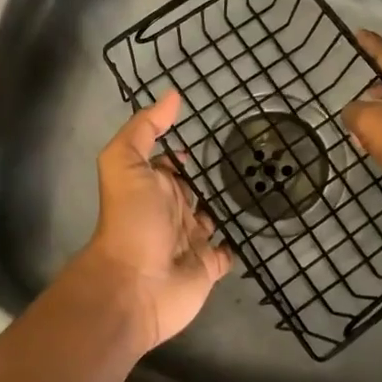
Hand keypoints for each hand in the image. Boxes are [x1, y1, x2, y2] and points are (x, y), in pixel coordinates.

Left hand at [58, 89, 233, 355]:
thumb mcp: (125, 163)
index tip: (204, 134)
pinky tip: (255, 226)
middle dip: (206, 176)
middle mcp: (170, 211)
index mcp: (152, 186)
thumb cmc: (131, 220)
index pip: (168, 163)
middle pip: (191, 189)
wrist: (136, 285)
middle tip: (241, 158)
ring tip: (254, 187)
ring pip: (211, 218)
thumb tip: (172, 95)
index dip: (179, 151)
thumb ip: (145, 129)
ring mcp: (190, 240)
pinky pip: (227, 251)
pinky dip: (238, 242)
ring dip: (224, 206)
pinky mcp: (208, 266)